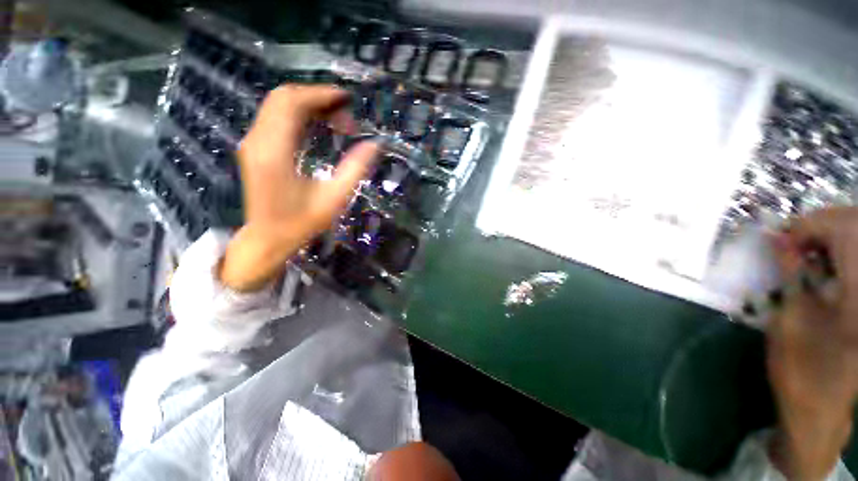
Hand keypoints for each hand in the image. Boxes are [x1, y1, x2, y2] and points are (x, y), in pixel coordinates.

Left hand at [219, 85, 377, 291]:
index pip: (292, 103)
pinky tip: (319, 127)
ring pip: (278, 105)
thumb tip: (374, 145)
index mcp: (274, 152)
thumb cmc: (302, 222)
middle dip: (317, 98)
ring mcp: (253, 142)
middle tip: (346, 115)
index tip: (347, 99)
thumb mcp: (334, 199)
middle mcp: (257, 139)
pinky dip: (299, 115)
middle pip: (283, 97)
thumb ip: (355, 169)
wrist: (268, 238)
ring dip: (309, 105)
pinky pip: (276, 117)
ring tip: (337, 121)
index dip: (321, 95)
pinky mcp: (255, 147)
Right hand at [767, 207, 857, 479]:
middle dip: (821, 227)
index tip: (779, 238)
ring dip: (831, 238)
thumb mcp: (789, 316)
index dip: (809, 225)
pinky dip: (842, 252)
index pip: (842, 228)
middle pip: (854, 226)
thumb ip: (790, 271)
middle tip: (790, 242)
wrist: (822, 406)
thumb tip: (777, 236)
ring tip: (806, 253)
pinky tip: (825, 266)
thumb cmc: (801, 365)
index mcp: (857, 290)